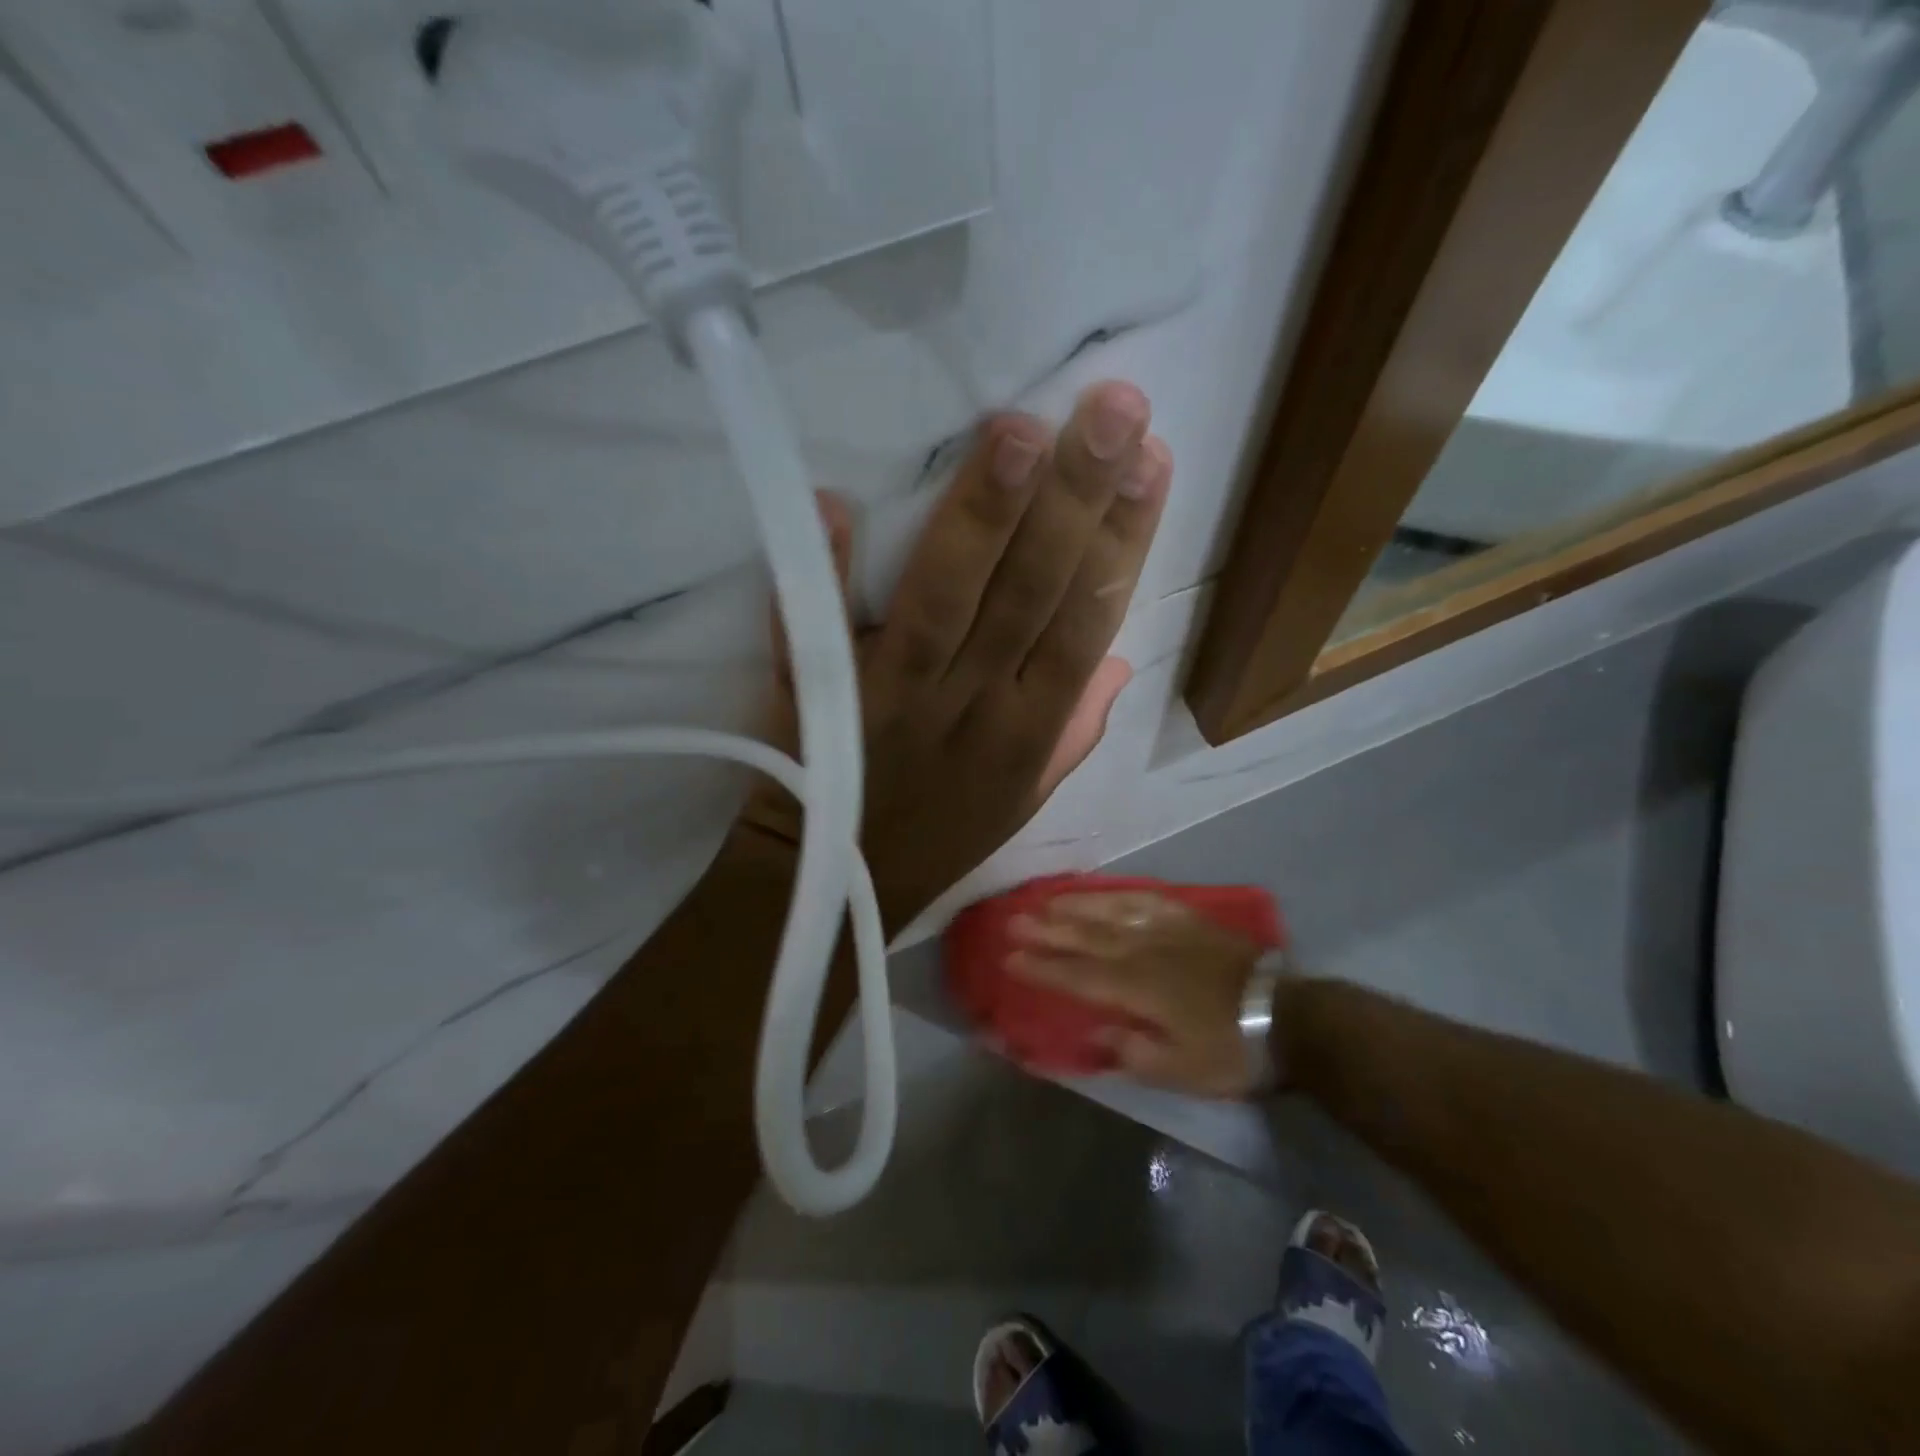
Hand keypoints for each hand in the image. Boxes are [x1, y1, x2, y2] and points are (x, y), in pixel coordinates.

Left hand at [735, 381, 1172, 932]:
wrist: (835, 885)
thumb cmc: (938, 837)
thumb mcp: (1024, 801)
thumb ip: (1074, 731)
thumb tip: (1118, 662)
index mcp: (1030, 731)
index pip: (1088, 621)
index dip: (1123, 542)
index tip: (1152, 461)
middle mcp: (975, 707)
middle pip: (1032, 594)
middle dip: (1076, 499)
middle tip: (1111, 407)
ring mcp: (897, 701)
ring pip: (949, 600)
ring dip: (986, 516)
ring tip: (1021, 432)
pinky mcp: (825, 701)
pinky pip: (821, 634)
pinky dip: (827, 569)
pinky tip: (837, 503)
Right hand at [1007, 891, 1264, 1098]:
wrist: (1289, 1017)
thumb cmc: (1231, 1050)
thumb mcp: (1182, 1071)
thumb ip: (1133, 1051)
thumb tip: (1096, 1030)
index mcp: (1138, 989)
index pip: (1078, 975)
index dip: (1043, 967)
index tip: (1010, 957)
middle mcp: (1144, 952)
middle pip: (1087, 937)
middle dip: (1048, 930)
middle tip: (1014, 920)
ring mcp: (1168, 931)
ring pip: (1112, 912)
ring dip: (1077, 905)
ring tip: (1048, 899)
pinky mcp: (1190, 921)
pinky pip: (1148, 900)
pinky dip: (1121, 895)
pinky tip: (1108, 892)